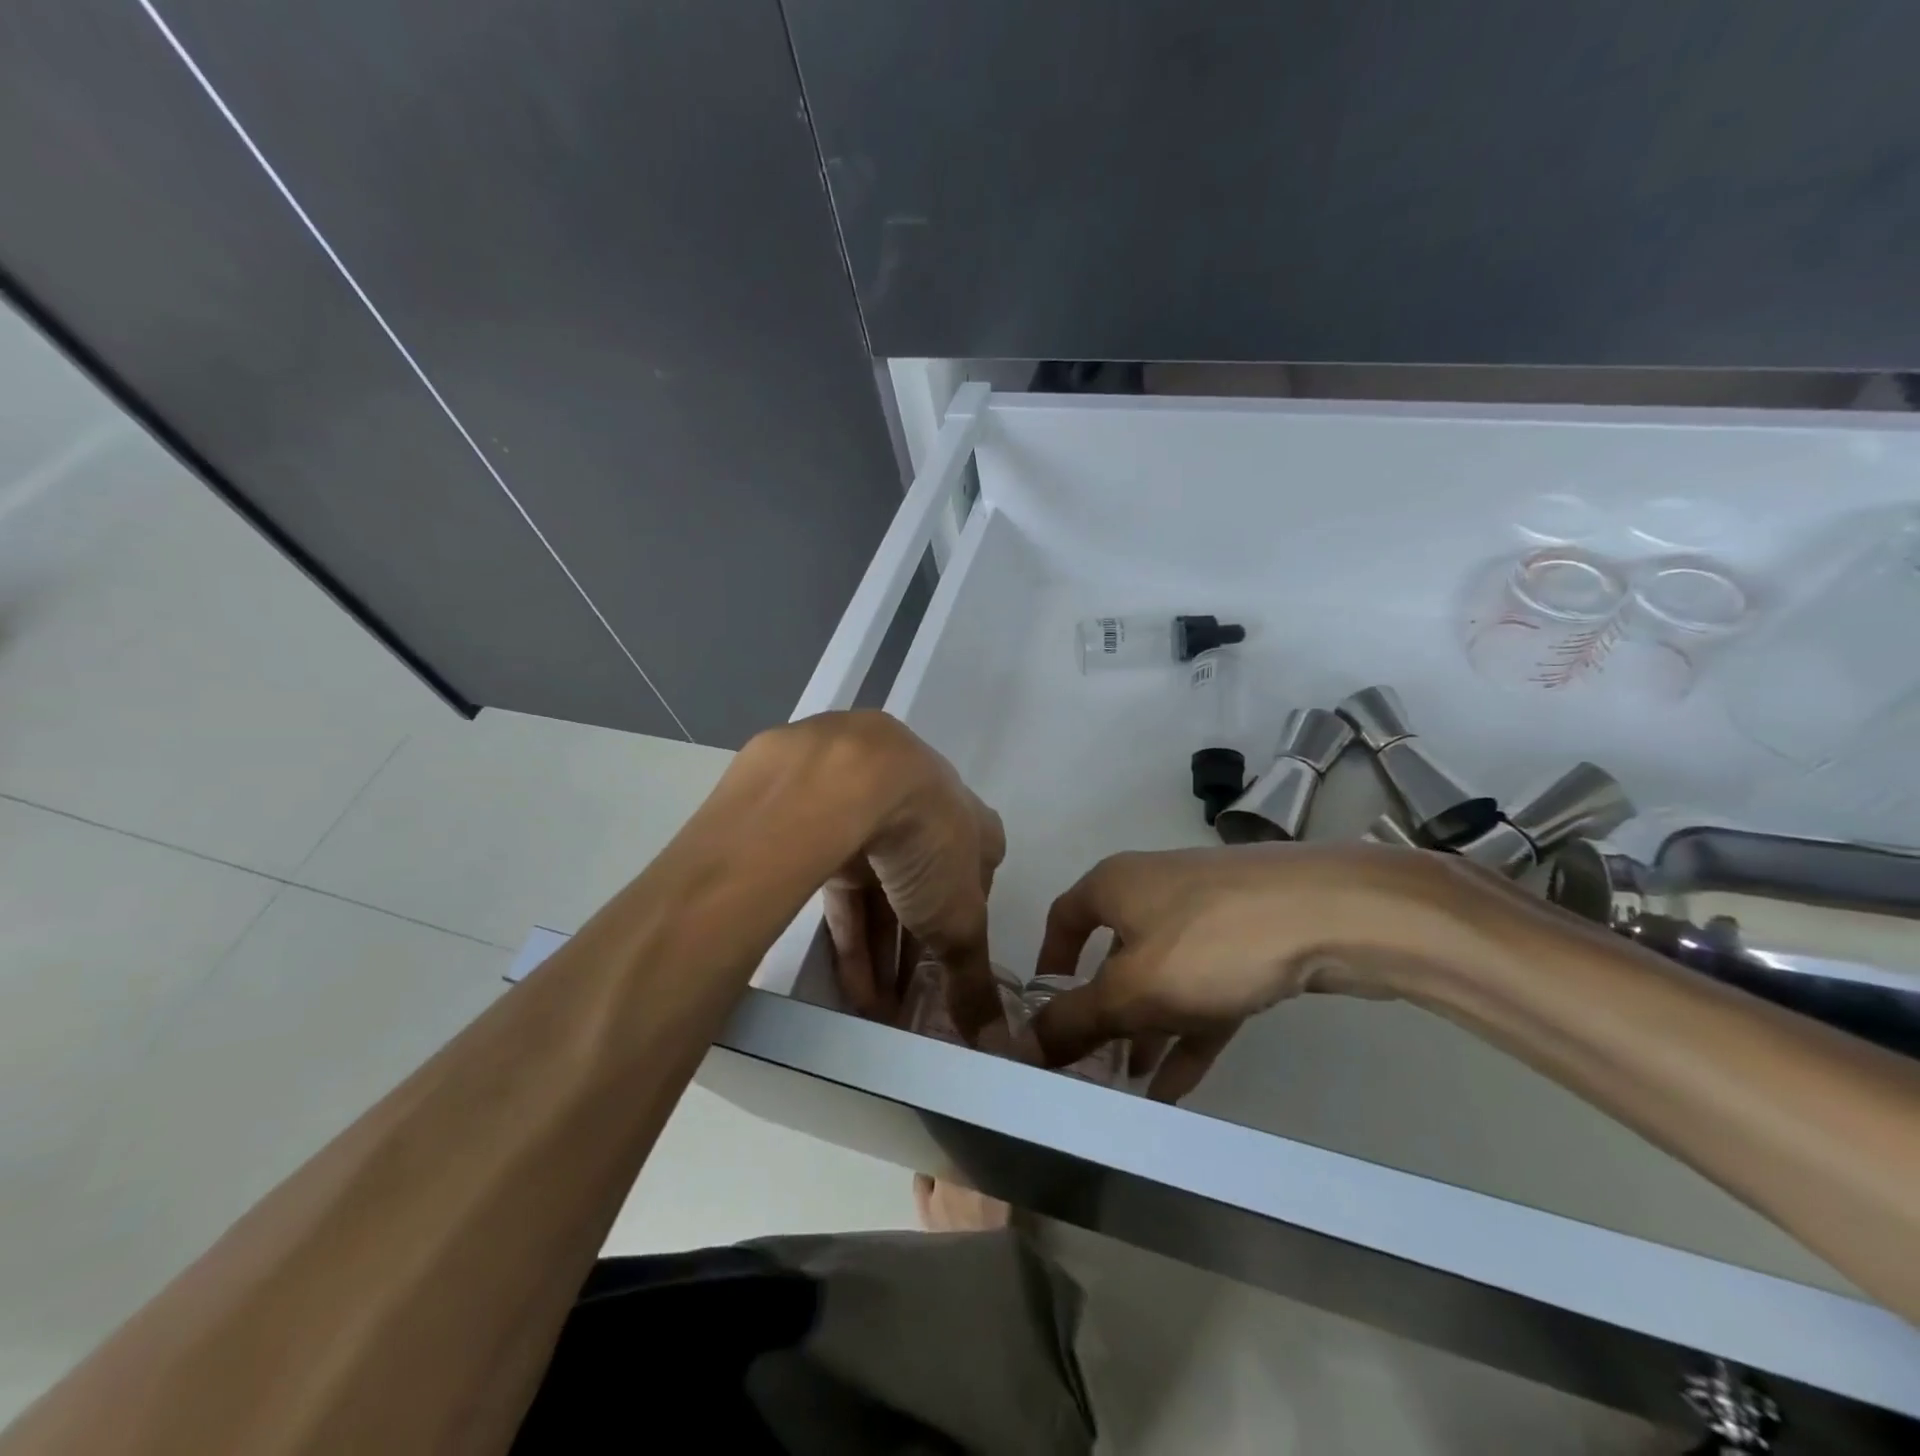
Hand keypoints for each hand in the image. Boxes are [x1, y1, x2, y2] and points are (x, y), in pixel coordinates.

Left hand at [809, 714, 1006, 1041]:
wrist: (853, 782)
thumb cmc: (930, 845)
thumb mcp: (960, 920)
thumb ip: (973, 979)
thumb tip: (997, 1042)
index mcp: (973, 826)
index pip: (979, 878)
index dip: (970, 926)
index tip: (958, 971)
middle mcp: (927, 817)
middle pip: (926, 892)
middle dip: (921, 950)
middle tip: (914, 1004)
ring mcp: (875, 821)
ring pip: (882, 896)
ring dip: (884, 955)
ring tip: (881, 1013)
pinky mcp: (828, 832)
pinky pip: (844, 894)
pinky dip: (851, 939)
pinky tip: (853, 989)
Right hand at [1028, 844, 1452, 1100]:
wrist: (1328, 913)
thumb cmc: (1208, 942)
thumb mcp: (1131, 990)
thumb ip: (1074, 1021)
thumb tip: (1022, 1044)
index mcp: (1113, 886)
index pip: (1063, 920)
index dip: (1048, 966)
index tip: (1043, 1014)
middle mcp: (1151, 891)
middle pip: (1112, 954)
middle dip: (1100, 1012)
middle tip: (1087, 1065)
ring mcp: (1204, 914)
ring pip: (1160, 977)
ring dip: (1143, 1029)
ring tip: (1127, 1086)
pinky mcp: (1247, 939)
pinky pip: (1203, 991)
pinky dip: (1186, 1033)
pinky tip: (1176, 1089)